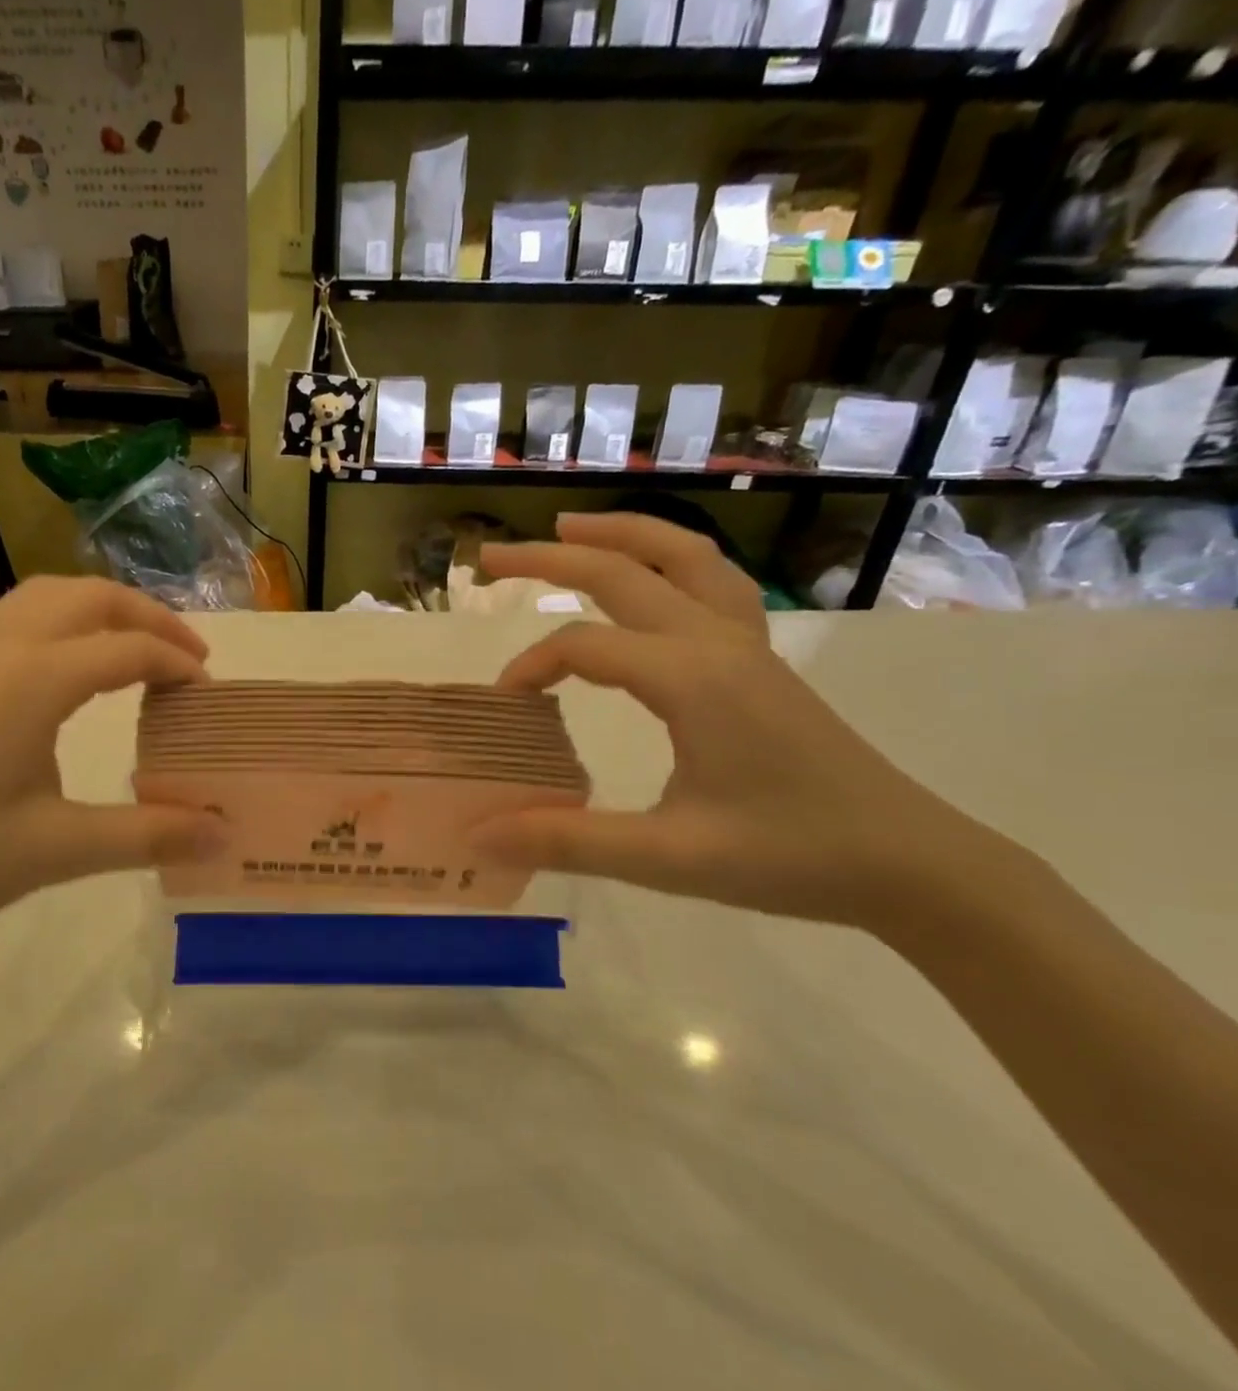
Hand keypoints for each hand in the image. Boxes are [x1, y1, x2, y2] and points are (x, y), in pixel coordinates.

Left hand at [0, 579, 227, 955]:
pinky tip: (68, 672)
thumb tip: (220, 832)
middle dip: (149, 616)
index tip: (211, 695)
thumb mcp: (53, 851)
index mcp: (32, 681)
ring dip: (103, 609)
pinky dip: (64, 622)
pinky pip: (17, 618)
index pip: (127, 648)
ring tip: (136, 650)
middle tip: (188, 657)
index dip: (178, 664)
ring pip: (47, 596)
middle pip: (90, 597)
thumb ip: (145, 836)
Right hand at [471, 513, 1009, 932]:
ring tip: (569, 526)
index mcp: (690, 678)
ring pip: (682, 555)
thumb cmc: (790, 857)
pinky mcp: (762, 659)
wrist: (910, 864)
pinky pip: (713, 581)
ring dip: (620, 534)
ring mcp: (747, 644)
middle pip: (623, 571)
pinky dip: (670, 558)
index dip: (530, 667)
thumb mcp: (668, 857)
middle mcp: (716, 642)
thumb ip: (567, 841)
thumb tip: (481, 835)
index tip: (502, 707)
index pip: (584, 646)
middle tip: (491, 558)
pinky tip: (652, 574)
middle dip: (550, 557)